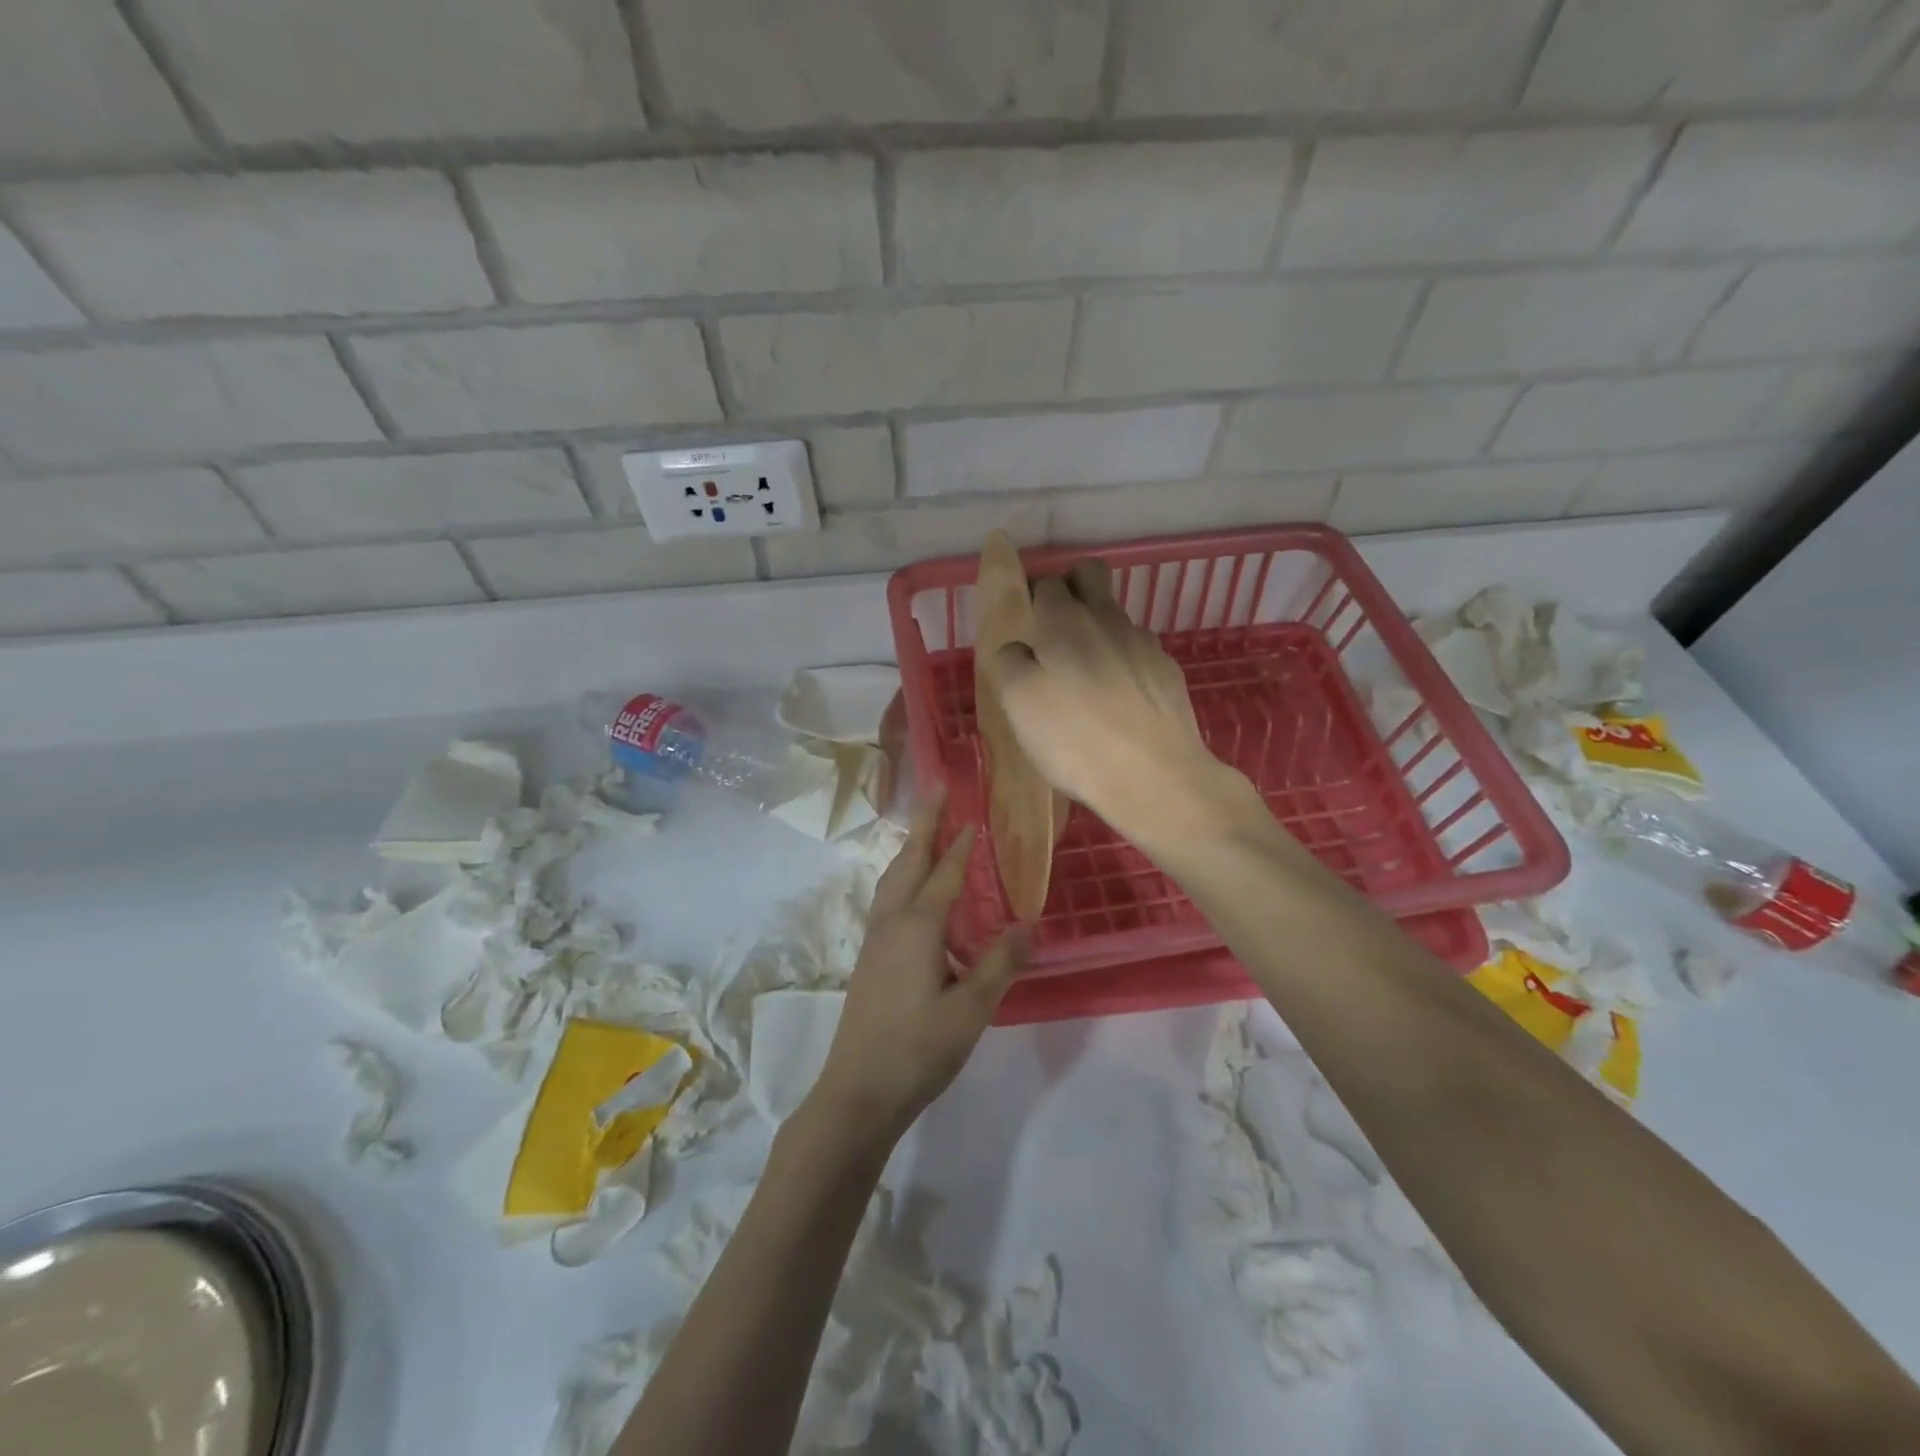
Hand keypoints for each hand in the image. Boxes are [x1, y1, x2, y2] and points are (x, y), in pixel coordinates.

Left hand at [808, 789, 1028, 1141]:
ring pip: (891, 880)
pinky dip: (901, 878)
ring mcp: (874, 941)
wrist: (857, 1092)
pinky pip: (887, 900)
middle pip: (908, 862)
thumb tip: (1029, 923)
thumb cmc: (918, 1049)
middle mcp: (891, 923)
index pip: (945, 874)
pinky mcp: (869, 959)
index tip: (973, 814)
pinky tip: (911, 896)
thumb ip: (1000, 964)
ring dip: (910, 850)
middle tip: (936, 793)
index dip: (961, 844)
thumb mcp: (971, 1010)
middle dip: (924, 826)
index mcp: (917, 928)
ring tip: (924, 834)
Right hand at [994, 568, 1238, 843]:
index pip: (1045, 583)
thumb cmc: (1075, 739)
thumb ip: (1009, 662)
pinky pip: (1138, 652)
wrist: (1156, 776)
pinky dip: (1124, 664)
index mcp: (1064, 621)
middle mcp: (1106, 619)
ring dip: (1098, 632)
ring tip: (1087, 680)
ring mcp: (1144, 643)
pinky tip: (1119, 700)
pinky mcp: (1168, 671)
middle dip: (1072, 587)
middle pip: (1090, 573)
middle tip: (1055, 631)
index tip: (1025, 627)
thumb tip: (1017, 648)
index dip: (1032, 598)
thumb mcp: (1018, 703)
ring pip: (1115, 616)